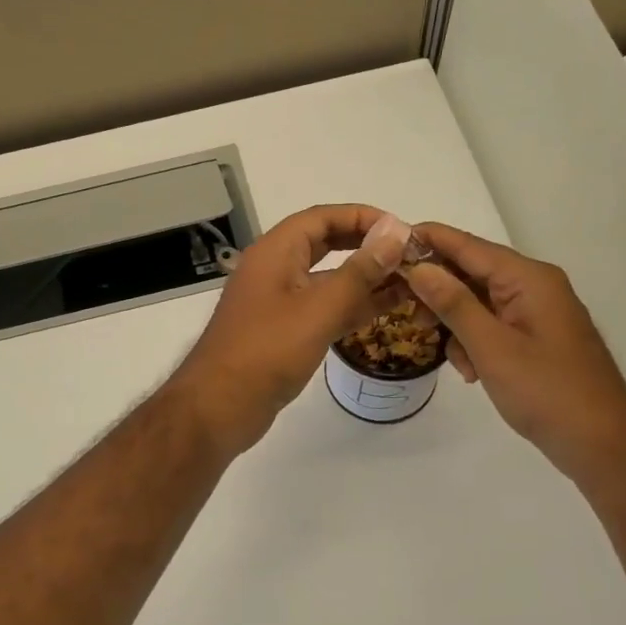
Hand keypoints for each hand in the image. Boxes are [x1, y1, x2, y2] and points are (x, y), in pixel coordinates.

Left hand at [170, 206, 406, 453]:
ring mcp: (277, 303)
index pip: (322, 218)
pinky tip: (385, 310)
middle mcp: (274, 270)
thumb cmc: (266, 351)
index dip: (362, 217)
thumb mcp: (318, 309)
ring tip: (408, 282)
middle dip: (365, 246)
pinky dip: (351, 306)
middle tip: (408, 255)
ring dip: (363, 278)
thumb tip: (395, 233)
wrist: (218, 407)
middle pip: (324, 245)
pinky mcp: (282, 332)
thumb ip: (359, 272)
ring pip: (326, 279)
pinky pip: (322, 308)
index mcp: (275, 252)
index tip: (402, 230)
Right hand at [404, 223, 625, 485]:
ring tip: (453, 360)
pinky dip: (475, 342)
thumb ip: (453, 304)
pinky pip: (494, 325)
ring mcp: (538, 312)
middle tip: (403, 312)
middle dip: (438, 292)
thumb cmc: (546, 392)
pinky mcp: (537, 337)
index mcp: (528, 279)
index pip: (469, 246)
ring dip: (456, 324)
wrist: (602, 444)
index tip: (388, 243)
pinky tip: (471, 371)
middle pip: (472, 272)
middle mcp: (535, 286)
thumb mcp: (491, 347)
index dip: (428, 240)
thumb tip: (418, 267)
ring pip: (479, 302)